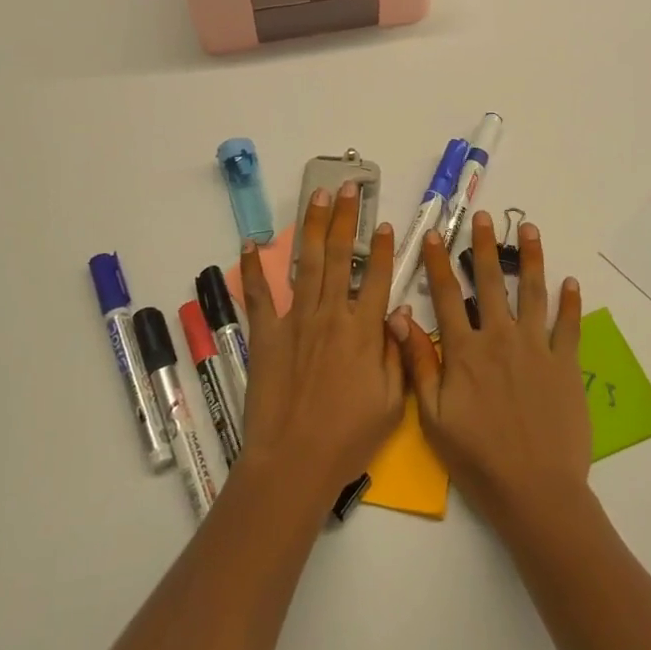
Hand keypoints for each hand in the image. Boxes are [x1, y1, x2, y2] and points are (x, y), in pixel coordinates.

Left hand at [237, 182, 405, 504]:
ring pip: (307, 263)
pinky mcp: (266, 333)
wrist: (294, 461)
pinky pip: (259, 294)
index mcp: (364, 330)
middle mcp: (331, 314)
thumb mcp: (392, 403)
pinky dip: (253, 268)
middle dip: (347, 219)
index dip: (383, 249)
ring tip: (318, 196)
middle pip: (341, 257)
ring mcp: (296, 320)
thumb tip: (399, 314)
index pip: (378, 278)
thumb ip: (397, 353)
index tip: (385, 224)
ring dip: (313, 227)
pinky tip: (250, 242)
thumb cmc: (348, 438)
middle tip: (349, 188)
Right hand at [389, 212, 589, 534]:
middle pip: (492, 282)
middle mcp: (500, 338)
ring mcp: (536, 349)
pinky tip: (571, 282)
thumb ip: (419, 364)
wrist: (536, 492)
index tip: (433, 234)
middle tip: (483, 217)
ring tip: (530, 230)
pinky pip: (568, 327)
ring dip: (531, 259)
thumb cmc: (478, 459)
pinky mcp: (565, 365)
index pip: (447, 295)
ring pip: (533, 293)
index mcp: (465, 351)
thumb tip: (399, 318)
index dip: (437, 262)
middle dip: (485, 246)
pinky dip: (570, 304)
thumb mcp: (433, 418)